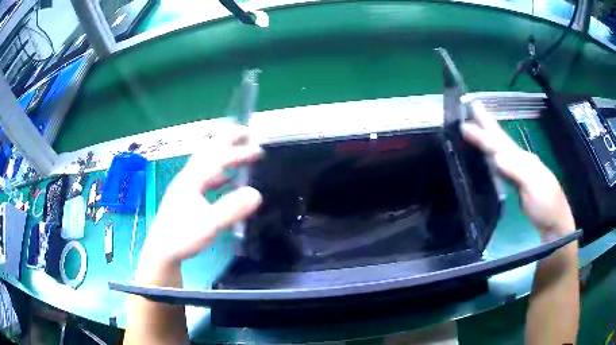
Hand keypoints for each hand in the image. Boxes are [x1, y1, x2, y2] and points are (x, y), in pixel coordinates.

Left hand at [139, 125, 262, 267]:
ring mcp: (186, 186)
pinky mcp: (187, 196)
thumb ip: (231, 209)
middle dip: (227, 140)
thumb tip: (256, 193)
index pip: (217, 159)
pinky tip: (227, 178)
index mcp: (191, 180)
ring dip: (223, 154)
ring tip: (239, 149)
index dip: (238, 153)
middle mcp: (188, 178)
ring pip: (206, 162)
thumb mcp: (208, 226)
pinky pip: (205, 176)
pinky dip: (219, 172)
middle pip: (208, 152)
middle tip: (246, 132)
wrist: (161, 251)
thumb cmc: (182, 237)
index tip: (259, 152)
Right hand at [462, 101, 574, 237]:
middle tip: (473, 106)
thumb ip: (516, 171)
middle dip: (487, 123)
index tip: (465, 124)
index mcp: (523, 159)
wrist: (555, 222)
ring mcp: (520, 170)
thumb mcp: (533, 187)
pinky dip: (493, 154)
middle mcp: (521, 160)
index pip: (500, 143)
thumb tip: (496, 156)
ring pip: (501, 149)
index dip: (483, 133)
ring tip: (477, 126)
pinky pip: (502, 163)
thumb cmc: (546, 205)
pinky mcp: (518, 182)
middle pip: (501, 139)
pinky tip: (489, 154)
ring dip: (489, 136)